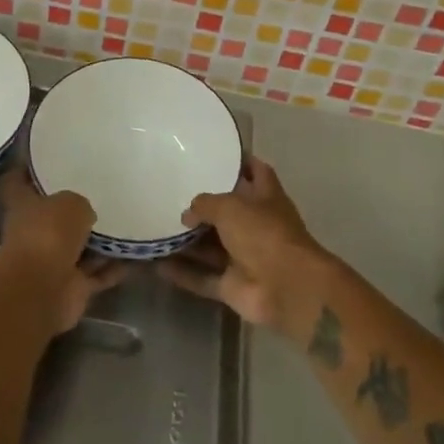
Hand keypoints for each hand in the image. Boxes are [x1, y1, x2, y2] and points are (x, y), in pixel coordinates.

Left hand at [0, 168, 127, 336]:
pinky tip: (137, 254)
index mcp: (22, 205)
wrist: (42, 290)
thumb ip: (80, 203)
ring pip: (79, 246)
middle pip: (54, 216)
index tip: (45, 156)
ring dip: (99, 241)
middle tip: (102, 189)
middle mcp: (34, 232)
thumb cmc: (48, 234)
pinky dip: (114, 267)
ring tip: (128, 220)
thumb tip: (86, 215)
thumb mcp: (70, 202)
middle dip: (74, 207)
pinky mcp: (71, 286)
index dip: (27, 168)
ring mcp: (52, 261)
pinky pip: (98, 272)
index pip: (18, 180)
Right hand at [159, 156, 329, 336]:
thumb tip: (187, 214)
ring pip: (211, 246)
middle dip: (203, 205)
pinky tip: (156, 264)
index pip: (256, 171)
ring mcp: (245, 258)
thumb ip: (205, 204)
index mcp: (266, 198)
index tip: (216, 154)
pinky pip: (203, 278)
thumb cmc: (264, 233)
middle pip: (228, 212)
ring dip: (187, 241)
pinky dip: (183, 274)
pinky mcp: (233, 286)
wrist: (287, 289)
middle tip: (171, 192)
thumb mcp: (230, 206)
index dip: (240, 162)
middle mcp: (257, 226)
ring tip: (156, 226)